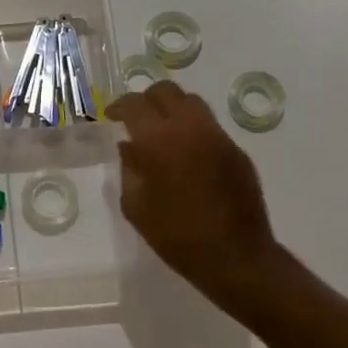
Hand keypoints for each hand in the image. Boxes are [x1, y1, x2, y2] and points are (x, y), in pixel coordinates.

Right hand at [109, 80, 284, 314]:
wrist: (235, 256)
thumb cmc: (176, 236)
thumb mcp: (136, 206)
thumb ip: (129, 169)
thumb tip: (128, 146)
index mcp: (160, 141)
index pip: (135, 104)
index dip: (119, 106)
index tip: (112, 116)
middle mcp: (190, 128)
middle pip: (166, 91)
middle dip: (147, 99)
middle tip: (136, 118)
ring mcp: (218, 136)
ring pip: (192, 102)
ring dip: (172, 109)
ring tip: (161, 131)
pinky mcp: (236, 150)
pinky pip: (209, 125)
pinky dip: (191, 128)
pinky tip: (186, 154)